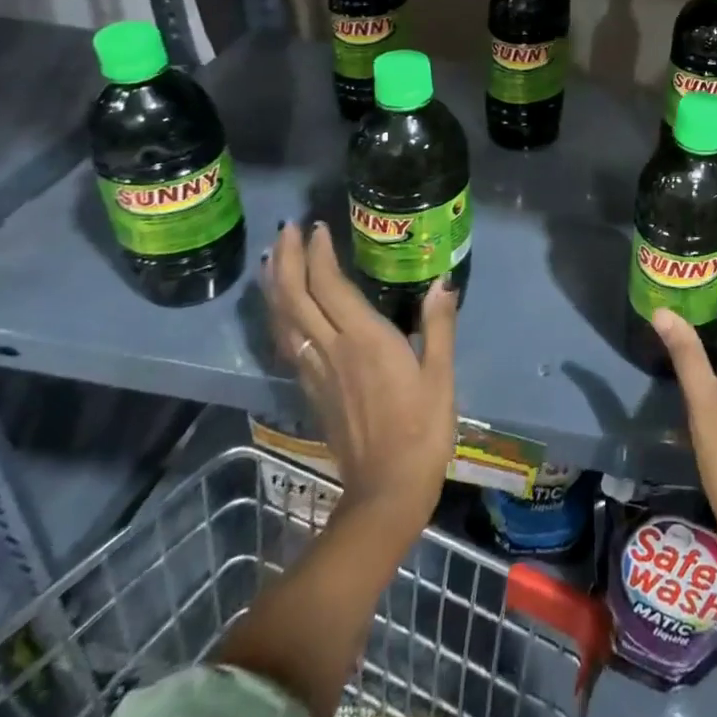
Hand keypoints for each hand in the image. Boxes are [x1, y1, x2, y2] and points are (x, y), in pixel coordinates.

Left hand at [263, 222, 457, 528]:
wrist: (386, 490)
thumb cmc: (422, 428)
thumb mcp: (441, 375)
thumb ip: (440, 325)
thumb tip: (441, 281)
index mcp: (364, 340)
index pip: (330, 286)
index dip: (319, 254)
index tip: (319, 227)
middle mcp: (331, 350)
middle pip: (295, 298)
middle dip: (288, 259)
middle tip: (288, 228)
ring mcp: (316, 372)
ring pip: (283, 320)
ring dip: (275, 285)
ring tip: (275, 257)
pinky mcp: (311, 390)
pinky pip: (286, 343)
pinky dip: (278, 316)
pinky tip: (282, 308)